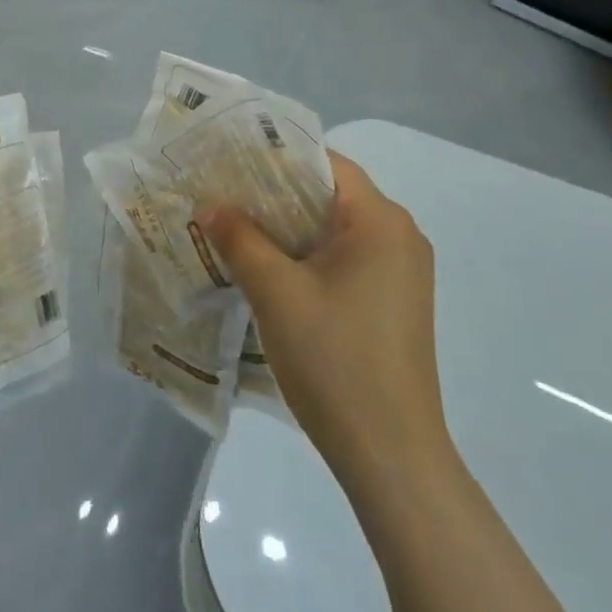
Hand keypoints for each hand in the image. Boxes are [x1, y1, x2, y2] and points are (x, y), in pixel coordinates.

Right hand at [199, 152, 448, 478]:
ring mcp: (401, 273)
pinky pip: (345, 260)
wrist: (391, 455)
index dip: (276, 157)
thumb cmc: (334, 359)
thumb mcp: (275, 292)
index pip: (326, 163)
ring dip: (288, 229)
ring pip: (335, 230)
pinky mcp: (394, 304)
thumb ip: (239, 238)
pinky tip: (269, 272)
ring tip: (235, 230)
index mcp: (381, 221)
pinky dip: (307, 257)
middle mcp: (400, 237)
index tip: (229, 162)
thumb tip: (209, 205)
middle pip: (330, 195)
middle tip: (222, 196)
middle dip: (275, 194)